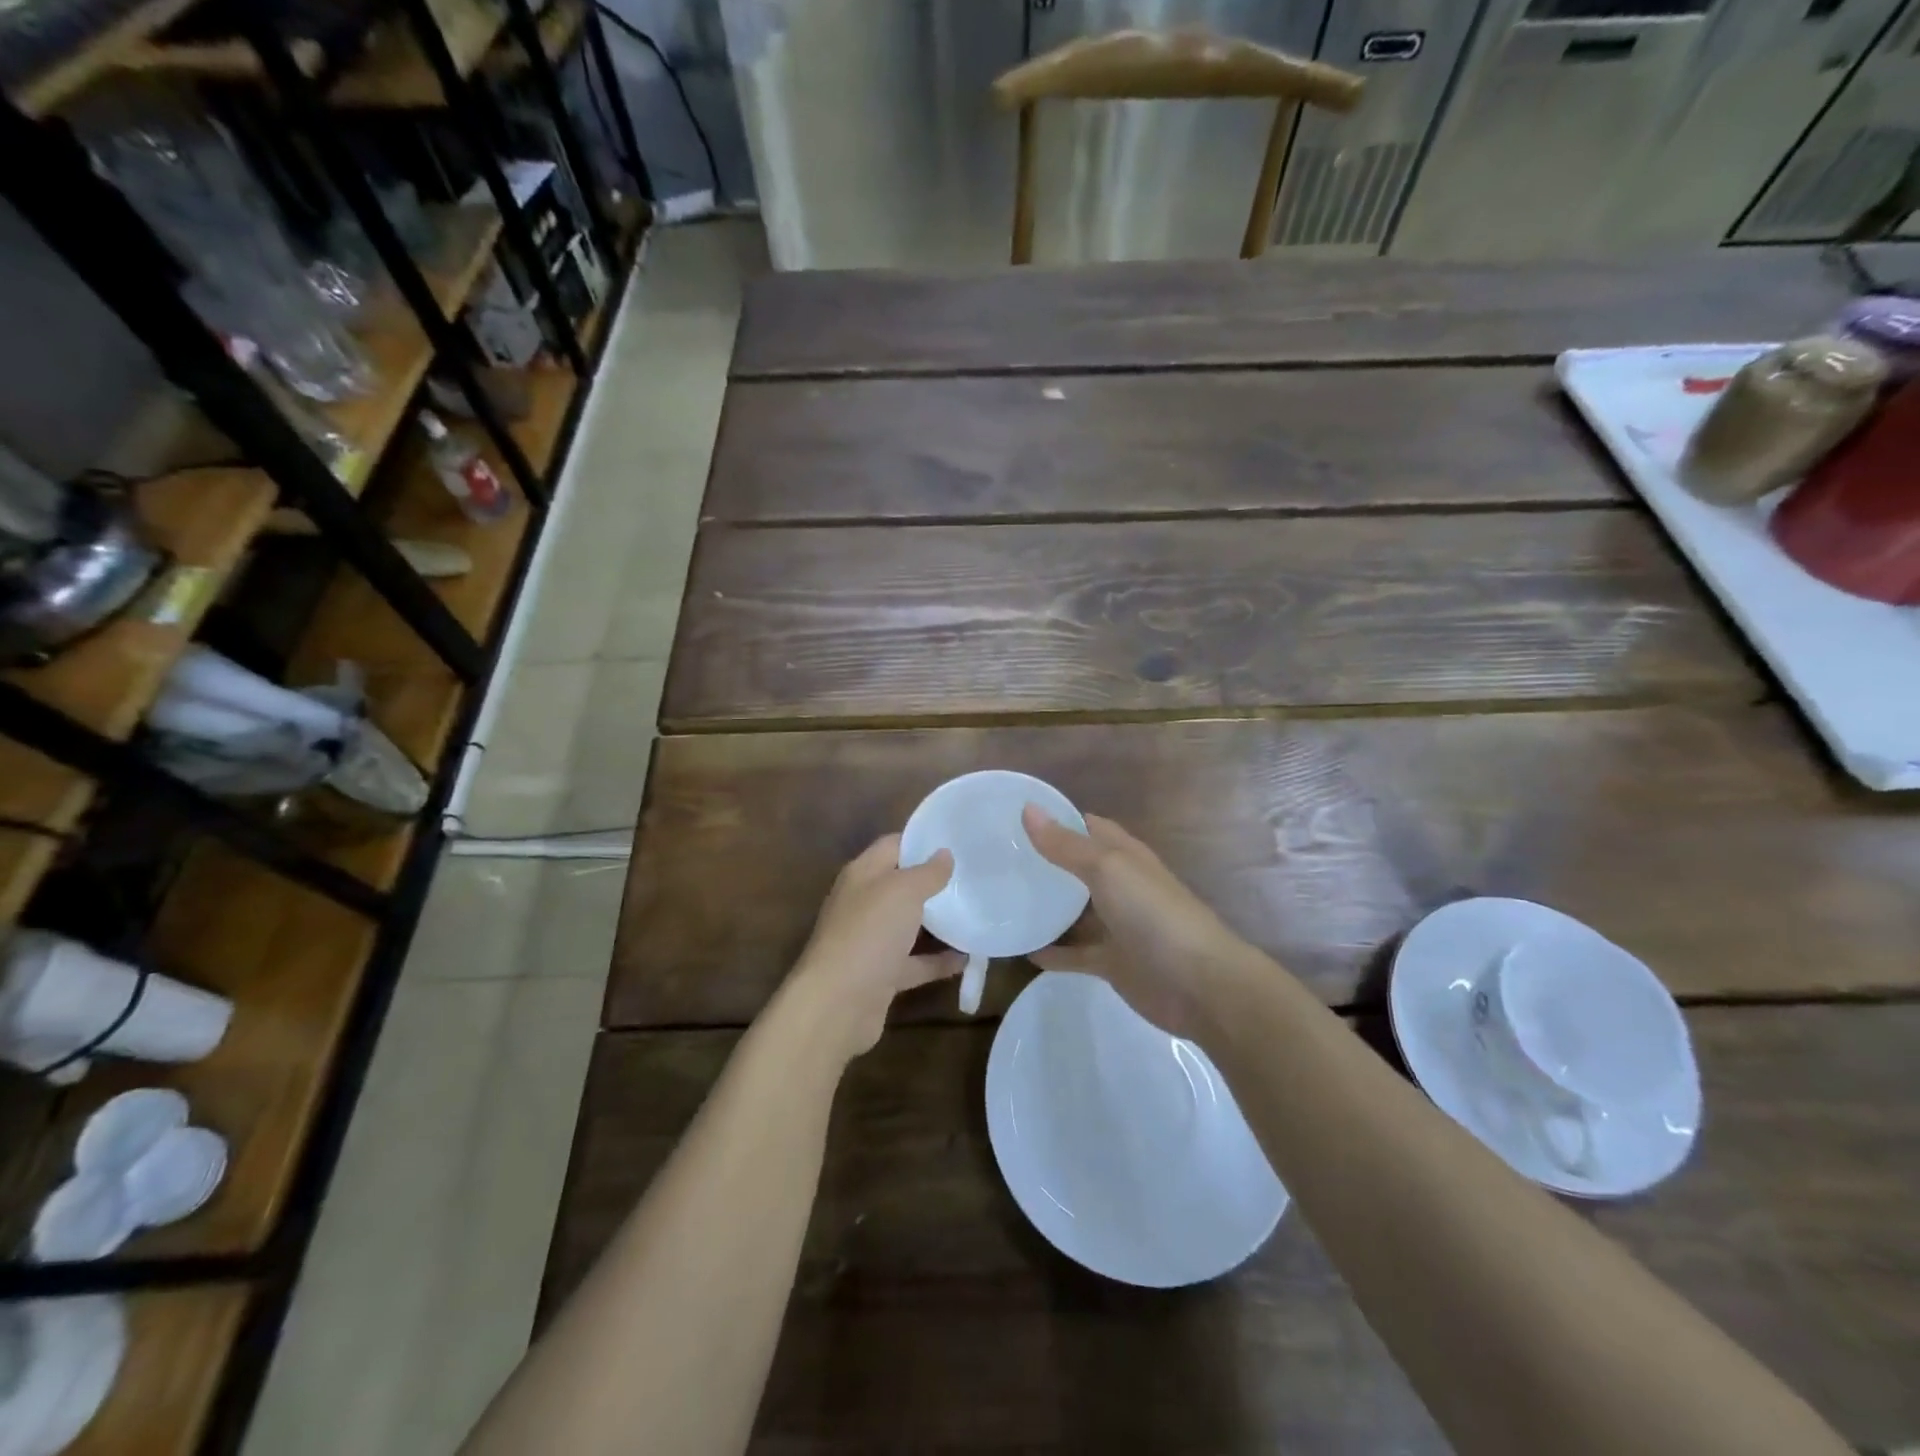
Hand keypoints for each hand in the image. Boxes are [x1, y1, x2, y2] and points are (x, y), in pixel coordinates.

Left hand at [782, 835, 960, 1062]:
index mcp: (863, 874)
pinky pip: (915, 962)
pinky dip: (939, 960)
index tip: (957, 841)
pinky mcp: (882, 975)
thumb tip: (944, 853)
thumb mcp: (903, 891)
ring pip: (909, 925)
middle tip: (974, 876)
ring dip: (939, 921)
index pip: (893, 845)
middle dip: (935, 881)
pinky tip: (969, 957)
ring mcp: (872, 941)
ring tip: (977, 911)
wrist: (837, 1005)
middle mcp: (864, 903)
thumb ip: (927, 872)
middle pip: (902, 885)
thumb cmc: (869, 933)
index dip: (922, 841)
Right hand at [1022, 807, 1254, 1040]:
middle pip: (1077, 867)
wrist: (1199, 984)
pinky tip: (1022, 950)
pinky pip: (1075, 954)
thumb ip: (1066, 845)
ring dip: (1046, 906)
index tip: (1014, 816)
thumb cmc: (1154, 914)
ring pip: (1075, 911)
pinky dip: (1053, 952)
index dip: (1056, 819)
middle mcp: (1120, 885)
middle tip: (999, 859)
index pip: (1087, 826)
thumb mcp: (1107, 869)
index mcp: (1124, 855)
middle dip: (1045, 861)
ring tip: (1002, 901)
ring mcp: (1117, 926)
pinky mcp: (1112, 962)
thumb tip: (1028, 808)